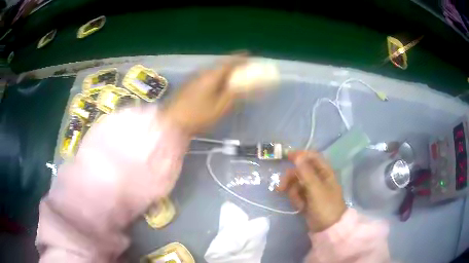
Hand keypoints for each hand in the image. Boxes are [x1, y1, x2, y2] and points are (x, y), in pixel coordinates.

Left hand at [164, 55, 246, 134]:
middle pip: (219, 65)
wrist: (171, 122)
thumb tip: (244, 85)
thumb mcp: (220, 107)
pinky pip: (206, 77)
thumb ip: (233, 94)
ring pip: (212, 71)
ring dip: (222, 71)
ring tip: (231, 75)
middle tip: (241, 67)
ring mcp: (193, 79)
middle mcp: (202, 73)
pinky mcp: (188, 86)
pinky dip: (214, 78)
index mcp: (211, 76)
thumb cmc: (198, 115)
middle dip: (231, 65)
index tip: (248, 54)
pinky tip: (215, 85)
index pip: (228, 63)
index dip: (239, 58)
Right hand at [277, 151, 345, 232]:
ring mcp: (312, 189)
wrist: (327, 228)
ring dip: (293, 192)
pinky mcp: (307, 198)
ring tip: (297, 203)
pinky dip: (296, 199)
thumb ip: (306, 172)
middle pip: (300, 170)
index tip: (286, 157)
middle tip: (282, 186)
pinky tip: (300, 207)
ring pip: (296, 182)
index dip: (300, 155)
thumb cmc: (325, 206)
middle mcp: (318, 178)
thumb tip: (297, 155)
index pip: (312, 157)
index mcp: (325, 172)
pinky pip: (296, 193)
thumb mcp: (316, 189)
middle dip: (291, 178)